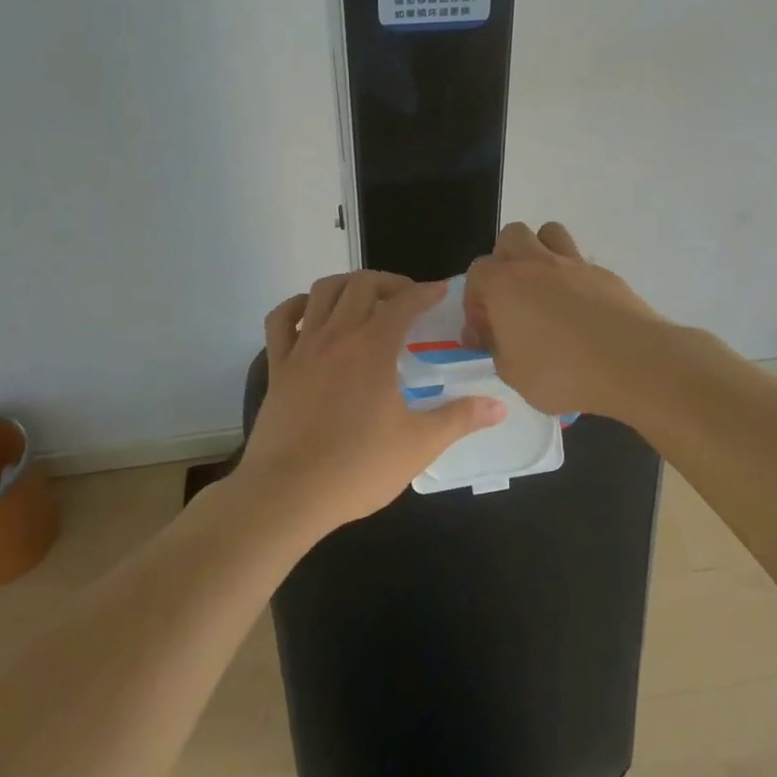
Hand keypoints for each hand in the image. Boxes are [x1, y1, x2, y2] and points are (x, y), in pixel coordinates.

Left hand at [241, 271, 506, 532]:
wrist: (288, 494)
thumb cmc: (358, 467)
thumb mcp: (419, 444)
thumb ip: (460, 419)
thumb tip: (499, 406)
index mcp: (373, 346)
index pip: (404, 301)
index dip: (426, 291)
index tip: (441, 292)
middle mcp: (337, 335)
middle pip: (362, 285)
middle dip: (389, 282)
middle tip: (407, 299)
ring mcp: (302, 348)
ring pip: (322, 291)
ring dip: (348, 285)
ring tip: (365, 300)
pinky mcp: (277, 367)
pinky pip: (281, 320)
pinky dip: (298, 306)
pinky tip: (312, 315)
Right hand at [463, 222, 667, 419]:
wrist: (632, 363)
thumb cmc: (562, 372)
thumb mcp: (513, 374)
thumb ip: (496, 349)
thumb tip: (491, 335)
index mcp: (504, 284)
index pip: (477, 273)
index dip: (476, 301)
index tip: (486, 331)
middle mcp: (536, 263)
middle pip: (512, 236)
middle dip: (505, 261)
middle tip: (512, 299)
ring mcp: (574, 264)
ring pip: (549, 233)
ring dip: (541, 253)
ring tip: (545, 290)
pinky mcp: (606, 275)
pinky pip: (581, 263)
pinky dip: (574, 279)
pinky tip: (582, 312)